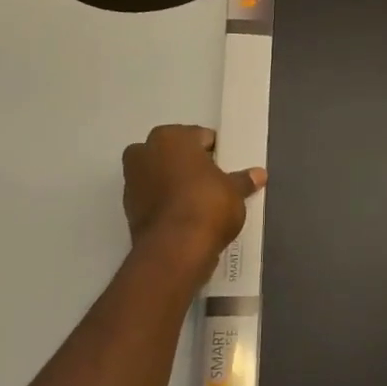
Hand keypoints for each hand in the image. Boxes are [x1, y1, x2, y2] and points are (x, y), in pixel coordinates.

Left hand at [122, 125, 264, 272]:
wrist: (175, 249)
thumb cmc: (207, 204)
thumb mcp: (235, 191)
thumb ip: (243, 180)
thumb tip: (259, 174)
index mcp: (170, 137)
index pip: (200, 137)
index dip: (216, 153)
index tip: (227, 169)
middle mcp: (144, 152)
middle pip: (174, 154)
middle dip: (190, 165)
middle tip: (213, 183)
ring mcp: (131, 181)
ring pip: (160, 175)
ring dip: (175, 184)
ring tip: (200, 203)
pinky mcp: (127, 209)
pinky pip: (153, 198)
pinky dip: (166, 204)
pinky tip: (185, 217)